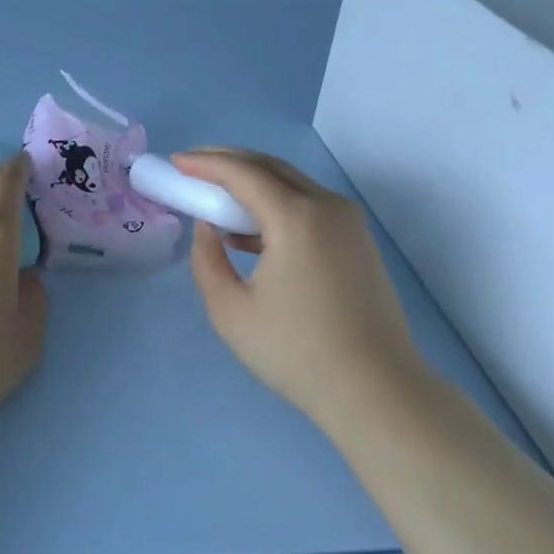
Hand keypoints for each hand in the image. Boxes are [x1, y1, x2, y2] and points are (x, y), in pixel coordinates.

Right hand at [176, 148, 424, 430]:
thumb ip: (207, 260)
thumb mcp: (230, 311)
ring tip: (214, 197)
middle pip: (269, 167)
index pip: (242, 172)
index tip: (175, 162)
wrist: (378, 392)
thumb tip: (209, 228)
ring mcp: (349, 222)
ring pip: (290, 183)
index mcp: (296, 218)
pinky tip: (248, 232)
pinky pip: (308, 205)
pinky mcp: (358, 240)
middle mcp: (327, 206)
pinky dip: (274, 204)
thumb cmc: (297, 353)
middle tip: (192, 167)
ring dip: (251, 182)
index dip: (205, 163)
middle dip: (227, 161)